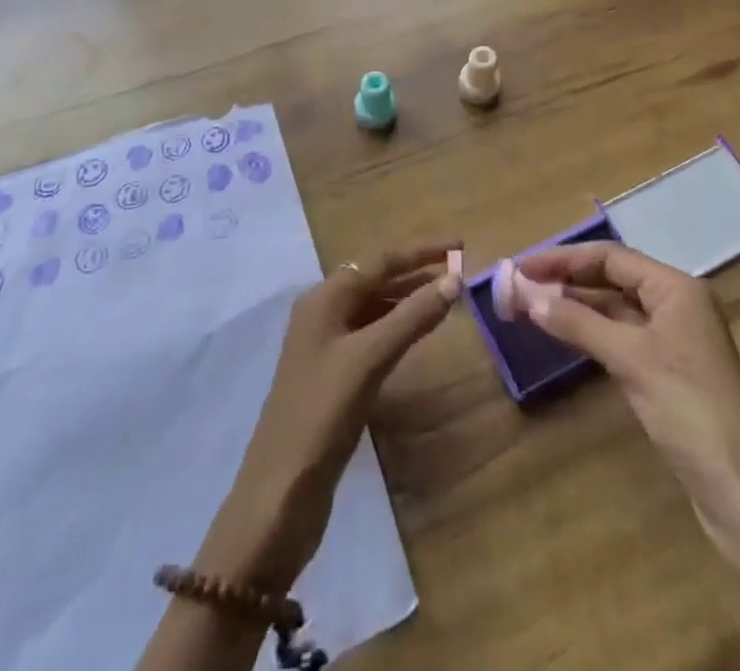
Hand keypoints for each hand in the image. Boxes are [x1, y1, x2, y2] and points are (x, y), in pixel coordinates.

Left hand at [197, 243, 463, 592]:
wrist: (281, 491)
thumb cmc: (322, 411)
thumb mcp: (370, 358)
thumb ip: (412, 317)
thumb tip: (454, 280)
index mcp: (325, 298)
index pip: (380, 261)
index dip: (421, 253)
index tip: (459, 246)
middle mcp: (323, 313)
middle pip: (376, 280)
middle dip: (416, 274)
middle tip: (458, 275)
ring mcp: (326, 345)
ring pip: (375, 309)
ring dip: (409, 301)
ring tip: (447, 301)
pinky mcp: (333, 375)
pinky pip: (371, 336)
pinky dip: (397, 329)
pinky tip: (418, 336)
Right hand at [519, 244, 739, 670]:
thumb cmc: (691, 411)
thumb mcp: (631, 360)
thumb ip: (577, 322)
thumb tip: (526, 293)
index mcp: (675, 287)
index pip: (610, 257)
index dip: (562, 258)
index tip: (519, 265)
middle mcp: (676, 303)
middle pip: (612, 278)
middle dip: (566, 279)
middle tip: (518, 285)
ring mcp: (674, 338)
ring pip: (614, 308)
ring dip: (575, 304)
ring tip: (530, 306)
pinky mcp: (668, 370)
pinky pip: (621, 335)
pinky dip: (590, 331)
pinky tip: (563, 334)